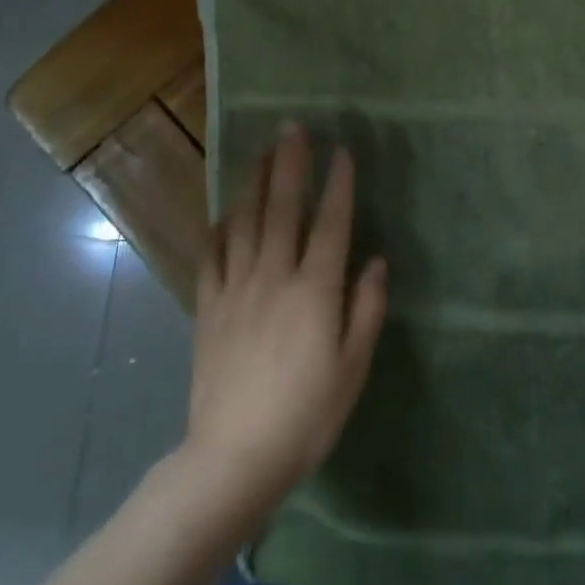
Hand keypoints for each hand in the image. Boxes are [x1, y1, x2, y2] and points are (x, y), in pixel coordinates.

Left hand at [183, 123, 388, 510]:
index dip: (338, 183)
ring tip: (259, 152)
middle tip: (292, 127)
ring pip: (244, 222)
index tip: (341, 150)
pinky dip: (219, 230)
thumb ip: (366, 309)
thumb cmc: (306, 416)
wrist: (234, 458)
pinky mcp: (208, 308)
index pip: (331, 222)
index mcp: (315, 290)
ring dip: (252, 182)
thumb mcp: (352, 368)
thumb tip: (376, 260)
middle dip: (289, 163)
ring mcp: (236, 288)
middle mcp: (274, 276)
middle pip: (282, 207)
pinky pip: (212, 257)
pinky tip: (224, 214)